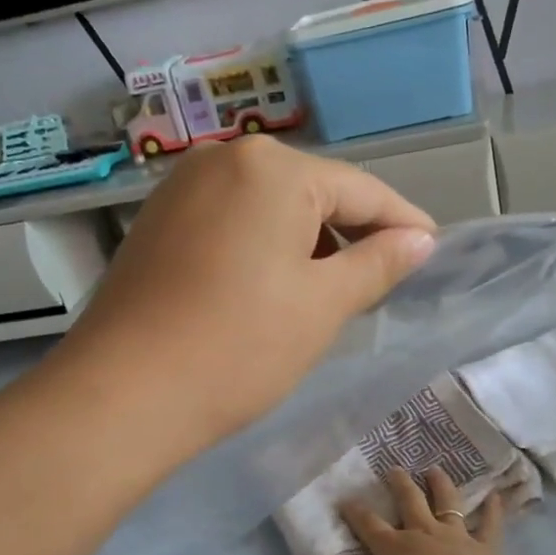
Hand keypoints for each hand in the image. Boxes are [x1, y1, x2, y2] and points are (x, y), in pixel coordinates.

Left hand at [64, 138, 436, 446]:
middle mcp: (223, 159)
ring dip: (308, 242)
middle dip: (352, 233)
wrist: (122, 395)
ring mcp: (182, 188)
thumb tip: (420, 240)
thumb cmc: (239, 346)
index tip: (432, 250)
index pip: (360, 188)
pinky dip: (265, 246)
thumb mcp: (323, 304)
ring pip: (270, 206)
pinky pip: (232, 220)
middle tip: (383, 279)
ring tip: (330, 291)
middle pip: (312, 191)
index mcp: (272, 168)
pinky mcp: (158, 221)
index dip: (402, 222)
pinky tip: (273, 286)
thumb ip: (378, 263)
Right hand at [329, 467, 509, 554]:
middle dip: (400, 484)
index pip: (368, 524)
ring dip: (440, 484)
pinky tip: (496, 495)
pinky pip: (488, 524)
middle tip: (395, 469)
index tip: (346, 500)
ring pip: (446, 503)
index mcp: (392, 547)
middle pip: (409, 501)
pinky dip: (493, 510)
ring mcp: (454, 535)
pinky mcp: (482, 546)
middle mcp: (421, 532)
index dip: (355, 512)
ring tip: (435, 470)